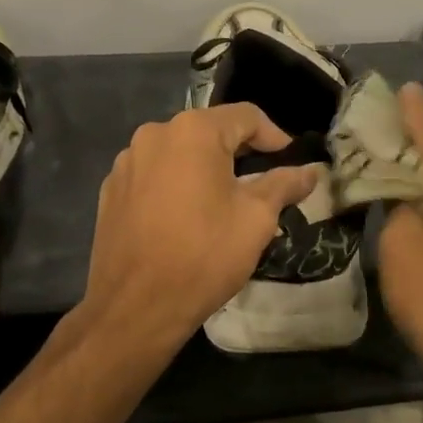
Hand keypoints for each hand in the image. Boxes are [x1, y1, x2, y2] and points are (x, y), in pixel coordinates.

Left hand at [79, 104, 320, 354]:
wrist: (135, 306)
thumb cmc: (204, 255)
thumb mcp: (256, 218)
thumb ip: (284, 185)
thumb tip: (312, 171)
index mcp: (193, 131)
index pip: (245, 116)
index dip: (274, 135)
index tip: (290, 160)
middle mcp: (154, 134)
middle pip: (209, 131)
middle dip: (240, 152)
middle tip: (263, 183)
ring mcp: (127, 162)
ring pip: (179, 153)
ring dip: (205, 169)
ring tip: (224, 202)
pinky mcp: (111, 190)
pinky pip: (154, 175)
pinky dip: (176, 185)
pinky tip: (186, 217)